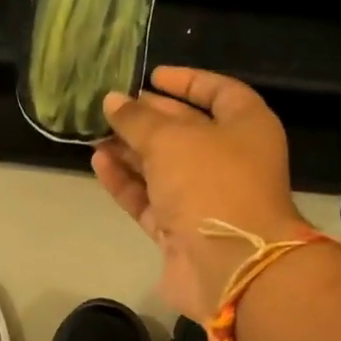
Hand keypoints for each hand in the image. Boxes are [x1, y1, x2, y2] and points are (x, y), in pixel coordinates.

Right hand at [92, 67, 307, 321]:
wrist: (230, 265)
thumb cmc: (211, 183)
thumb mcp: (171, 139)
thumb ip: (137, 119)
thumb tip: (112, 101)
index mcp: (247, 127)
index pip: (218, 92)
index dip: (186, 81)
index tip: (151, 76)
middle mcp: (230, 160)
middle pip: (185, 130)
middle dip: (147, 118)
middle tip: (110, 107)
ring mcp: (206, 198)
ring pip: (163, 167)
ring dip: (130, 150)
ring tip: (94, 134)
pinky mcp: (182, 230)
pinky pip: (150, 199)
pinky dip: (127, 181)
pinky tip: (99, 162)